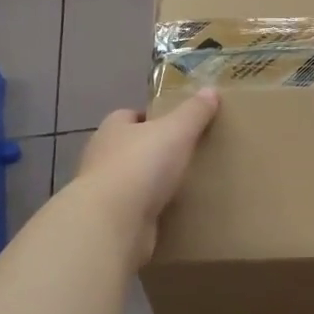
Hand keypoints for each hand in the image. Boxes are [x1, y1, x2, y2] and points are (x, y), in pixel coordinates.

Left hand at [76, 91, 221, 263]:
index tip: (176, 125)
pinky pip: (135, 211)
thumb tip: (210, 90)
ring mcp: (104, 191)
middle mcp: (102, 157)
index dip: (151, 118)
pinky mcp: (111, 221)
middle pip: (130, 148)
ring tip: (184, 186)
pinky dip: (151, 212)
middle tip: (186, 156)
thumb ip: (194, 112)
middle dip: (153, 152)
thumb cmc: (142, 165)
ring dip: (151, 185)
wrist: (113, 222)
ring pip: (132, 181)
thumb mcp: (176, 131)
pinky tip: (173, 214)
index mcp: (113, 129)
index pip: (129, 116)